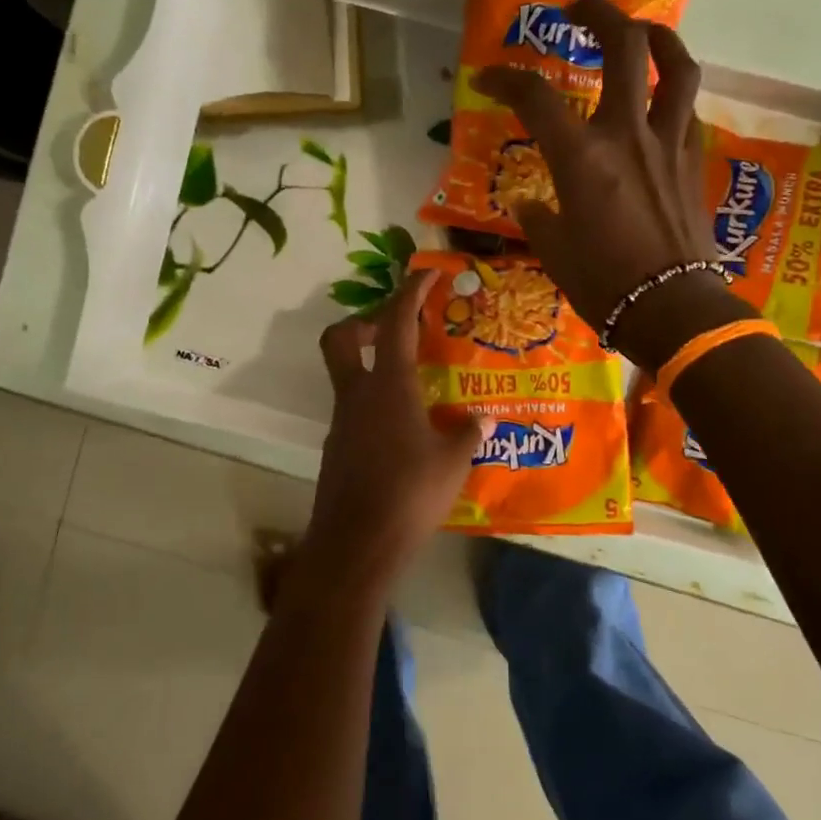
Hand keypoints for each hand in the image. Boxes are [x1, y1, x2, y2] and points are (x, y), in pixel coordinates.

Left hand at [297, 270, 484, 593]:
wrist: (357, 544)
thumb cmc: (410, 493)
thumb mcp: (453, 461)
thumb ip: (468, 433)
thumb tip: (482, 418)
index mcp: (388, 386)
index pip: (395, 323)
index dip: (410, 292)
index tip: (425, 275)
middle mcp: (357, 396)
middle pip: (341, 338)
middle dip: (365, 322)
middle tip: (398, 332)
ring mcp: (342, 423)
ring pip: (348, 377)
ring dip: (375, 369)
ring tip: (417, 388)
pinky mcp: (337, 449)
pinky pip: (355, 411)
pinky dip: (376, 406)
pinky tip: (405, 432)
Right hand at [478, 0, 747, 368]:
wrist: (671, 309)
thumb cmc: (603, 284)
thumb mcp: (554, 251)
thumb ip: (538, 217)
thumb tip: (529, 203)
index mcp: (581, 157)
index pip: (535, 97)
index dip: (506, 79)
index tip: (488, 78)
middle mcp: (627, 134)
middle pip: (622, 46)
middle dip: (599, 13)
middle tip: (579, 9)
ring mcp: (667, 143)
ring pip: (674, 66)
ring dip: (656, 37)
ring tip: (640, 32)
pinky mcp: (693, 160)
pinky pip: (686, 109)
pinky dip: (671, 93)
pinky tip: (659, 102)